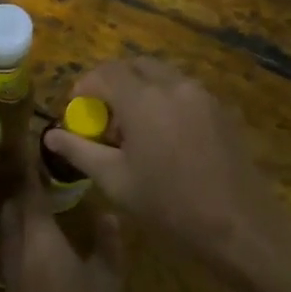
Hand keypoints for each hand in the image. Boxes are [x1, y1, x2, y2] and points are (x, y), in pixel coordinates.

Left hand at [0, 181, 122, 291]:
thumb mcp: (106, 285)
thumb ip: (107, 245)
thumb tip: (108, 213)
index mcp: (40, 239)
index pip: (30, 193)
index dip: (32, 170)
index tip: (37, 148)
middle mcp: (19, 250)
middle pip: (11, 209)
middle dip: (23, 191)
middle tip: (46, 178)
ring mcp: (11, 274)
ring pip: (9, 231)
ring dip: (21, 215)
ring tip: (46, 206)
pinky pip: (13, 252)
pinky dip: (24, 238)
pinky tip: (46, 246)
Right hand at [42, 60, 282, 269]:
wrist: (240, 226)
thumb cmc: (169, 206)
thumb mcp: (115, 181)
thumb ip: (80, 151)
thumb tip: (50, 135)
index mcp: (143, 98)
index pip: (105, 72)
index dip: (85, 86)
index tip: (77, 109)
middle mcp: (173, 85)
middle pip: (135, 66)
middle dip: (114, 82)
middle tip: (105, 115)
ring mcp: (202, 94)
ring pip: (163, 75)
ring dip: (142, 89)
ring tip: (135, 128)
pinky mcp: (222, 109)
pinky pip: (185, 91)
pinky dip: (167, 99)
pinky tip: (167, 137)